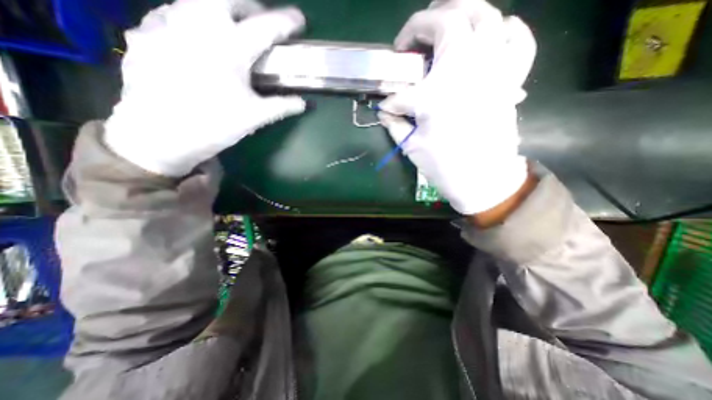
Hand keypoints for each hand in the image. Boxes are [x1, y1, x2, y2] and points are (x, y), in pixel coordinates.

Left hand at [104, 0, 304, 177]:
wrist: (159, 136)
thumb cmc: (214, 125)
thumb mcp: (254, 117)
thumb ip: (281, 106)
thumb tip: (303, 103)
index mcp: (231, 48)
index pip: (266, 27)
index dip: (286, 21)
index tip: (299, 19)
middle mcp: (197, 25)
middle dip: (248, 4)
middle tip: (257, 19)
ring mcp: (166, 24)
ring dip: (217, 10)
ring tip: (226, 31)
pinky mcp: (144, 33)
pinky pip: (170, 14)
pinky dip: (188, 20)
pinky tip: (193, 41)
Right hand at [378, 0, 533, 216]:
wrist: (483, 179)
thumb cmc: (445, 165)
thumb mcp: (411, 146)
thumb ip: (394, 123)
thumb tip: (384, 110)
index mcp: (437, 91)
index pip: (404, 90)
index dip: (391, 99)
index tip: (387, 106)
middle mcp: (468, 68)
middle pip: (451, 19)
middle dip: (425, 22)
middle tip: (413, 38)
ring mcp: (494, 69)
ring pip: (486, 16)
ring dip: (463, 12)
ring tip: (447, 24)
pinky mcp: (510, 78)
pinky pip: (518, 39)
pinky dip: (506, 29)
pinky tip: (493, 34)